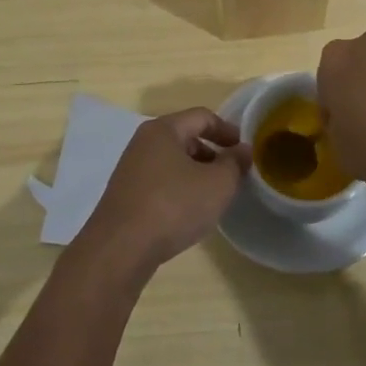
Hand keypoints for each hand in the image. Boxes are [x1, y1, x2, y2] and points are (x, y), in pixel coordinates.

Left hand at [70, 109, 249, 281]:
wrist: (120, 248)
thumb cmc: (173, 206)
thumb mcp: (217, 184)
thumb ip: (234, 163)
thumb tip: (242, 150)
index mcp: (163, 129)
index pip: (202, 117)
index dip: (227, 130)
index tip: (245, 150)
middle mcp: (143, 142)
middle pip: (185, 137)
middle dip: (212, 153)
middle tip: (231, 174)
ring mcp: (131, 169)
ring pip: (172, 161)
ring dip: (196, 172)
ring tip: (213, 196)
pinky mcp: (125, 194)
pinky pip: (160, 181)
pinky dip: (179, 188)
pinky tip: (188, 212)